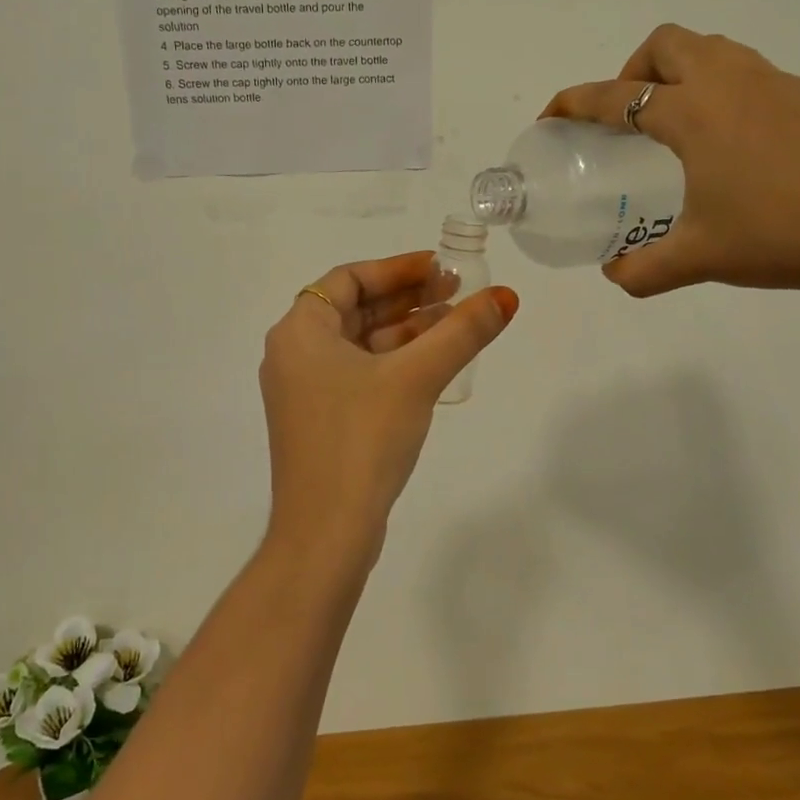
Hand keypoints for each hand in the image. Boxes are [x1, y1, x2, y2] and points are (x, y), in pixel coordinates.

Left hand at [259, 252, 518, 570]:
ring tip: (456, 325)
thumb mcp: (416, 377)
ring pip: (360, 344)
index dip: (397, 268)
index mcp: (299, 331)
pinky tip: (432, 365)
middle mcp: (293, 354)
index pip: (348, 278)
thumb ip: (461, 333)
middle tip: (457, 293)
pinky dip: (393, 363)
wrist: (325, 531)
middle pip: (354, 309)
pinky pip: (359, 374)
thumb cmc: (362, 438)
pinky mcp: (319, 421)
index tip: (440, 268)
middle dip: (407, 299)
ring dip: (405, 331)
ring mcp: (304, 391)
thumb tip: (506, 297)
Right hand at [545, 26, 799, 312]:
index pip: (616, 95)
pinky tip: (741, 147)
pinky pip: (755, 76)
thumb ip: (643, 270)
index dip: (574, 102)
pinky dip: (728, 93)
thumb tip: (615, 274)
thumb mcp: (700, 259)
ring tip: (679, 127)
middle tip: (628, 118)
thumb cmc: (784, 237)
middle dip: (633, 70)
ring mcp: (781, 83)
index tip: (552, 115)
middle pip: (667, 44)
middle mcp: (732, 82)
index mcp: (693, 113)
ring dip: (682, 73)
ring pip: (715, 51)